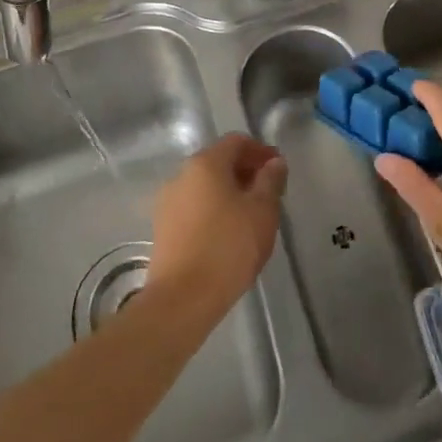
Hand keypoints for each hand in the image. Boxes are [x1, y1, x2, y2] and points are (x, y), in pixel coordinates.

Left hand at [147, 134, 287, 319]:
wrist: (182, 300)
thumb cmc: (228, 247)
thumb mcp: (262, 211)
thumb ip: (270, 181)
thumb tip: (274, 163)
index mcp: (205, 163)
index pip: (236, 142)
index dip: (260, 151)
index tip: (279, 169)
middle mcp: (181, 175)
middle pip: (218, 161)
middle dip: (245, 172)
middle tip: (269, 193)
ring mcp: (168, 202)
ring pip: (205, 186)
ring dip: (229, 192)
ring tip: (251, 216)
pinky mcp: (163, 228)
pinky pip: (194, 207)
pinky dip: (213, 210)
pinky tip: (228, 233)